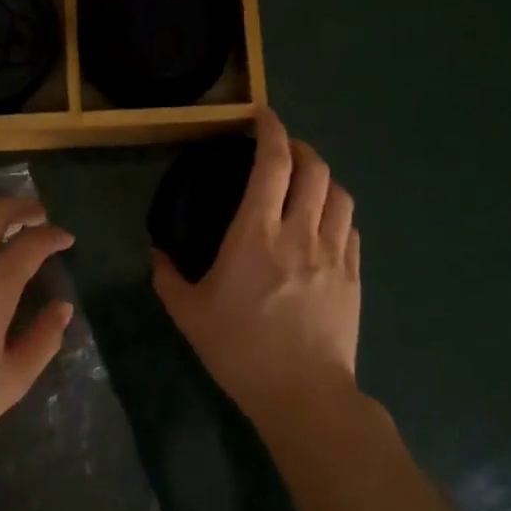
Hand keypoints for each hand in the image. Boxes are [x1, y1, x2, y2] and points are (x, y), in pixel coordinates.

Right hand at [152, 108, 361, 435]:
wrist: (303, 394)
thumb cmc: (240, 349)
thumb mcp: (188, 314)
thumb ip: (167, 277)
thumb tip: (157, 254)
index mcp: (256, 233)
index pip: (273, 164)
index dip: (271, 131)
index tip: (263, 116)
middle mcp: (300, 232)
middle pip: (314, 168)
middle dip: (300, 147)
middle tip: (283, 148)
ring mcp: (333, 253)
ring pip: (339, 193)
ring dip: (323, 176)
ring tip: (307, 180)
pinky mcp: (353, 275)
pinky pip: (351, 227)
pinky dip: (337, 210)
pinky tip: (325, 221)